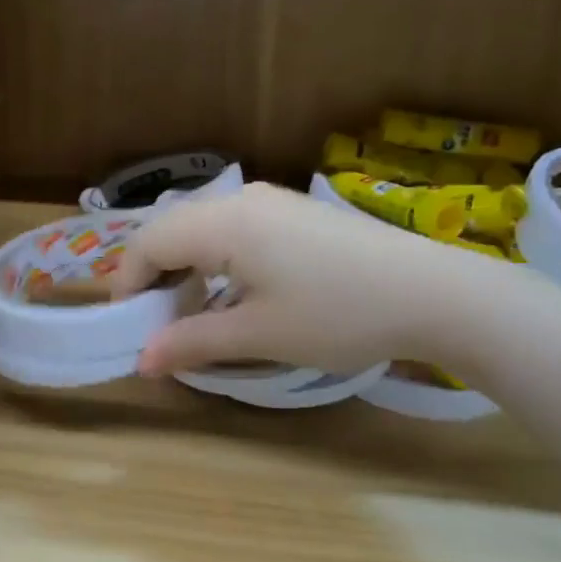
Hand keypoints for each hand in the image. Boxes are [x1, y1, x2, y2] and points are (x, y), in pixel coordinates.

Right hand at [111, 183, 490, 375]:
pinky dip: (218, 260)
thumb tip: (141, 361)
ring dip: (188, 268)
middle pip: (173, 229)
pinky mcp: (296, 212)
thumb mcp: (258, 334)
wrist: (432, 292)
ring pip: (204, 228)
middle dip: (156, 276)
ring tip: (196, 313)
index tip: (131, 328)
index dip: (128, 284)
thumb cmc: (336, 314)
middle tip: (160, 324)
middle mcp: (241, 200)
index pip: (149, 243)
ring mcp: (273, 201)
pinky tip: (238, 292)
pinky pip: (235, 229)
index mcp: (222, 223)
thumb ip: (192, 342)